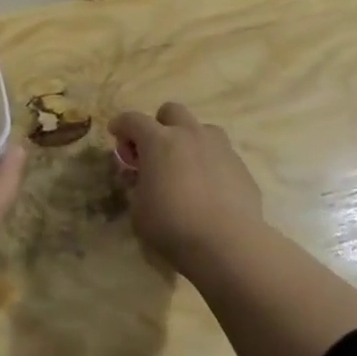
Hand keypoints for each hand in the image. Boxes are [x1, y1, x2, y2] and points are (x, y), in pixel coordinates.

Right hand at [109, 102, 265, 271]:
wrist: (227, 244)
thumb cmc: (172, 226)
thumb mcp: (139, 209)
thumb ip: (137, 185)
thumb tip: (140, 175)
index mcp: (159, 141)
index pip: (133, 119)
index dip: (121, 125)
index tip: (115, 134)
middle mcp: (190, 135)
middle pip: (172, 111)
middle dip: (158, 125)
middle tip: (153, 151)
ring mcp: (220, 147)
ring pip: (201, 128)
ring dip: (188, 140)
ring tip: (184, 167)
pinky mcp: (241, 166)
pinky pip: (220, 154)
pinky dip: (209, 162)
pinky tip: (207, 188)